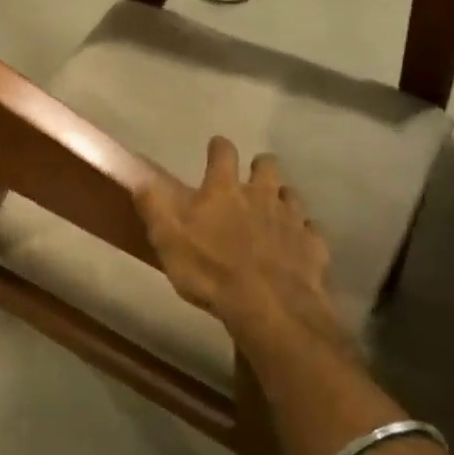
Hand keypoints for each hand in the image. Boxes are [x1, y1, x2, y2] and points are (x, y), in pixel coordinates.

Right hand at [135, 136, 346, 354]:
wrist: (270, 308)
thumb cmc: (210, 270)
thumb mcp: (168, 240)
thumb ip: (153, 206)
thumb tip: (139, 177)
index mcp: (224, 190)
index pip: (223, 153)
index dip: (219, 147)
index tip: (216, 146)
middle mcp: (261, 195)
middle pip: (267, 166)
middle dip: (259, 167)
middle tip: (251, 178)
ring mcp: (292, 220)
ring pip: (291, 195)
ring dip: (281, 198)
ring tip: (273, 210)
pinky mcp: (313, 246)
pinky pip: (310, 231)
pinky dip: (302, 233)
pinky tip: (296, 244)